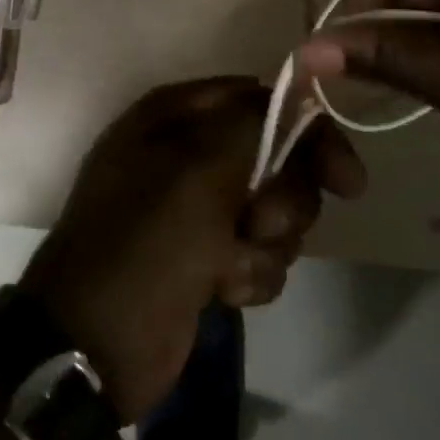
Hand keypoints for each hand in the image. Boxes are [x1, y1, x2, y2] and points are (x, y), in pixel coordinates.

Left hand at [19, 77, 363, 421]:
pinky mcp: (208, 256)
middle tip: (257, 223)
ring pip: (275, 210)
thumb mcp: (197, 169)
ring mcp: (198, 207)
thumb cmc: (144, 242)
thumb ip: (252, 124)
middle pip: (277, 158)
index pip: (260, 98)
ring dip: (264, 244)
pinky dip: (249, 274)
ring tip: (225, 266)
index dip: (307, 131)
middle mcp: (189, 151)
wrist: (96, 342)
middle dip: (282, 199)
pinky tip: (220, 291)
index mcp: (175, 115)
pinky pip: (260, 254)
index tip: (343, 180)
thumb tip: (297, 98)